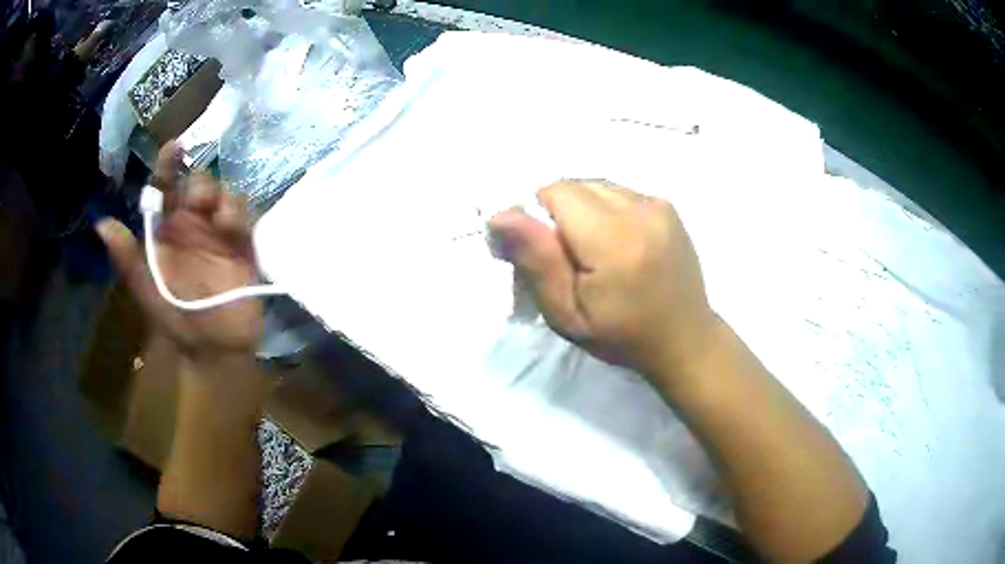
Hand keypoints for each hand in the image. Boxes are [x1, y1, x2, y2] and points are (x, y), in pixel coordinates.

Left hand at [96, 143, 262, 357]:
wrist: (213, 349)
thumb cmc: (175, 320)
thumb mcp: (145, 290)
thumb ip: (126, 257)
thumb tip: (100, 223)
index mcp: (166, 230)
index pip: (166, 188)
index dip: (168, 165)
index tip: (173, 147)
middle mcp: (192, 224)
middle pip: (198, 183)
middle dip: (198, 183)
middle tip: (196, 201)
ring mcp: (217, 232)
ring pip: (222, 192)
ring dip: (218, 195)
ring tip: (215, 215)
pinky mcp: (242, 243)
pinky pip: (242, 214)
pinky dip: (237, 212)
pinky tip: (229, 225)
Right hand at [490, 180, 718, 380]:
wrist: (684, 339)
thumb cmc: (622, 337)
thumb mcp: (567, 314)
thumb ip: (537, 261)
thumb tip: (501, 214)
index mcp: (615, 240)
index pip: (555, 193)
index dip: (539, 218)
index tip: (548, 254)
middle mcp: (641, 210)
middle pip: (576, 185)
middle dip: (560, 214)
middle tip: (571, 259)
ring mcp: (658, 204)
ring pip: (596, 186)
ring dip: (583, 211)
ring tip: (596, 252)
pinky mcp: (667, 205)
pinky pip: (618, 192)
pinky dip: (606, 211)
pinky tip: (618, 244)